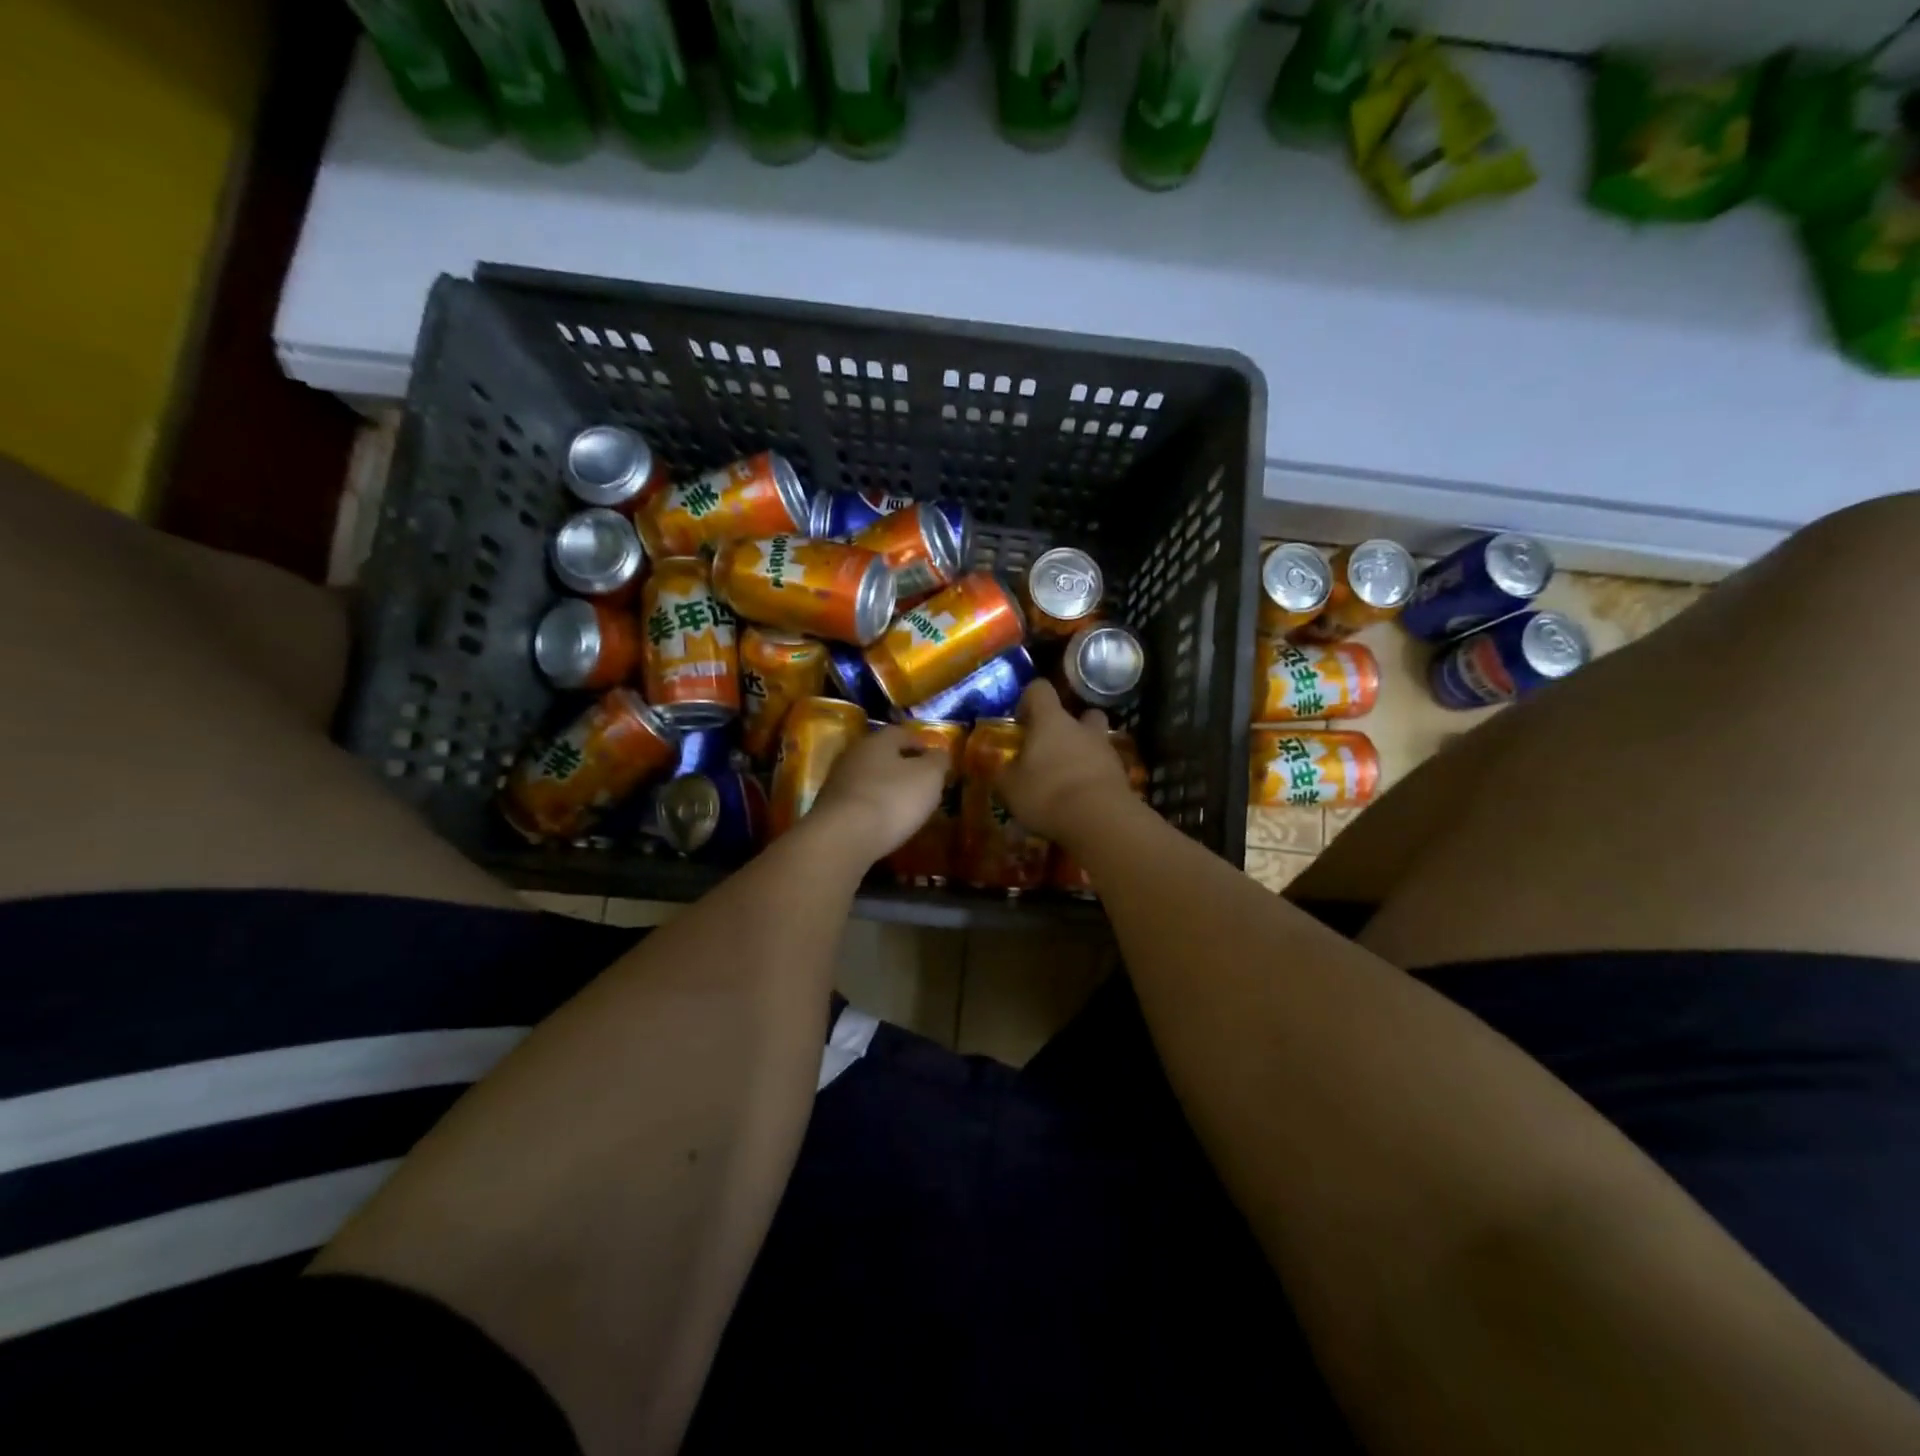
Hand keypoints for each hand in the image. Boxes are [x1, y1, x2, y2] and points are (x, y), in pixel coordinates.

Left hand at [807, 724, 948, 860]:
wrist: (843, 838)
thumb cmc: (892, 799)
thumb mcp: (929, 777)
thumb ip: (938, 761)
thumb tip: (939, 753)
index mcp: (877, 740)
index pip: (902, 733)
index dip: (921, 744)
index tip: (936, 760)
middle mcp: (853, 754)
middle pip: (882, 755)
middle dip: (902, 766)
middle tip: (922, 783)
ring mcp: (836, 782)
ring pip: (868, 778)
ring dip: (885, 787)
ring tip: (904, 805)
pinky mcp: (828, 809)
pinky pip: (858, 801)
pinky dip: (872, 807)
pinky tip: (883, 821)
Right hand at [994, 682, 1133, 843]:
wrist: (1099, 819)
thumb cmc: (1046, 793)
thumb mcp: (1010, 787)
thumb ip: (1005, 773)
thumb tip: (1003, 768)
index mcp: (1051, 720)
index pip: (1040, 689)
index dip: (1028, 700)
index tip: (1021, 721)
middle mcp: (1081, 727)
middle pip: (1080, 712)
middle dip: (1068, 726)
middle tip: (1052, 748)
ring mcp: (1106, 749)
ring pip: (1096, 740)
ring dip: (1083, 753)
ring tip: (1067, 779)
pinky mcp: (1121, 774)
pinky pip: (1105, 768)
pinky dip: (1094, 777)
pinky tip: (1082, 799)